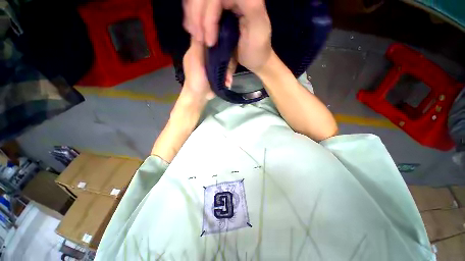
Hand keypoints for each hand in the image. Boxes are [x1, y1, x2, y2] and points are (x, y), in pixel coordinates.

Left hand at [182, 38, 235, 99]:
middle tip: (228, 70)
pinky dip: (228, 77)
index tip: (227, 41)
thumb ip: (198, 46)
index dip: (218, 36)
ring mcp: (214, 64)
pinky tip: (228, 83)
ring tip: (228, 80)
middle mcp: (207, 54)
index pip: (209, 36)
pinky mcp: (219, 72)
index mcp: (198, 49)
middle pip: (221, 49)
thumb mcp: (195, 61)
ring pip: (226, 61)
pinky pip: (227, 70)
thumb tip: (203, 27)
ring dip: (228, 71)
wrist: (199, 97)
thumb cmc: (195, 79)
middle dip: (227, 60)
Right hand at [183, 0, 271, 72]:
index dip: (208, 15)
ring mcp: (226, 4)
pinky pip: (202, 9)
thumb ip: (252, 7)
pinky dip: (194, 16)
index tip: (209, 40)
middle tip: (198, 38)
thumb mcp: (259, 30)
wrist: (257, 60)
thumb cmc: (258, 50)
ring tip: (194, 34)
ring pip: (201, 2)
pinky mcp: (221, 13)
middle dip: (198, 17)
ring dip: (193, 16)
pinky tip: (192, 27)